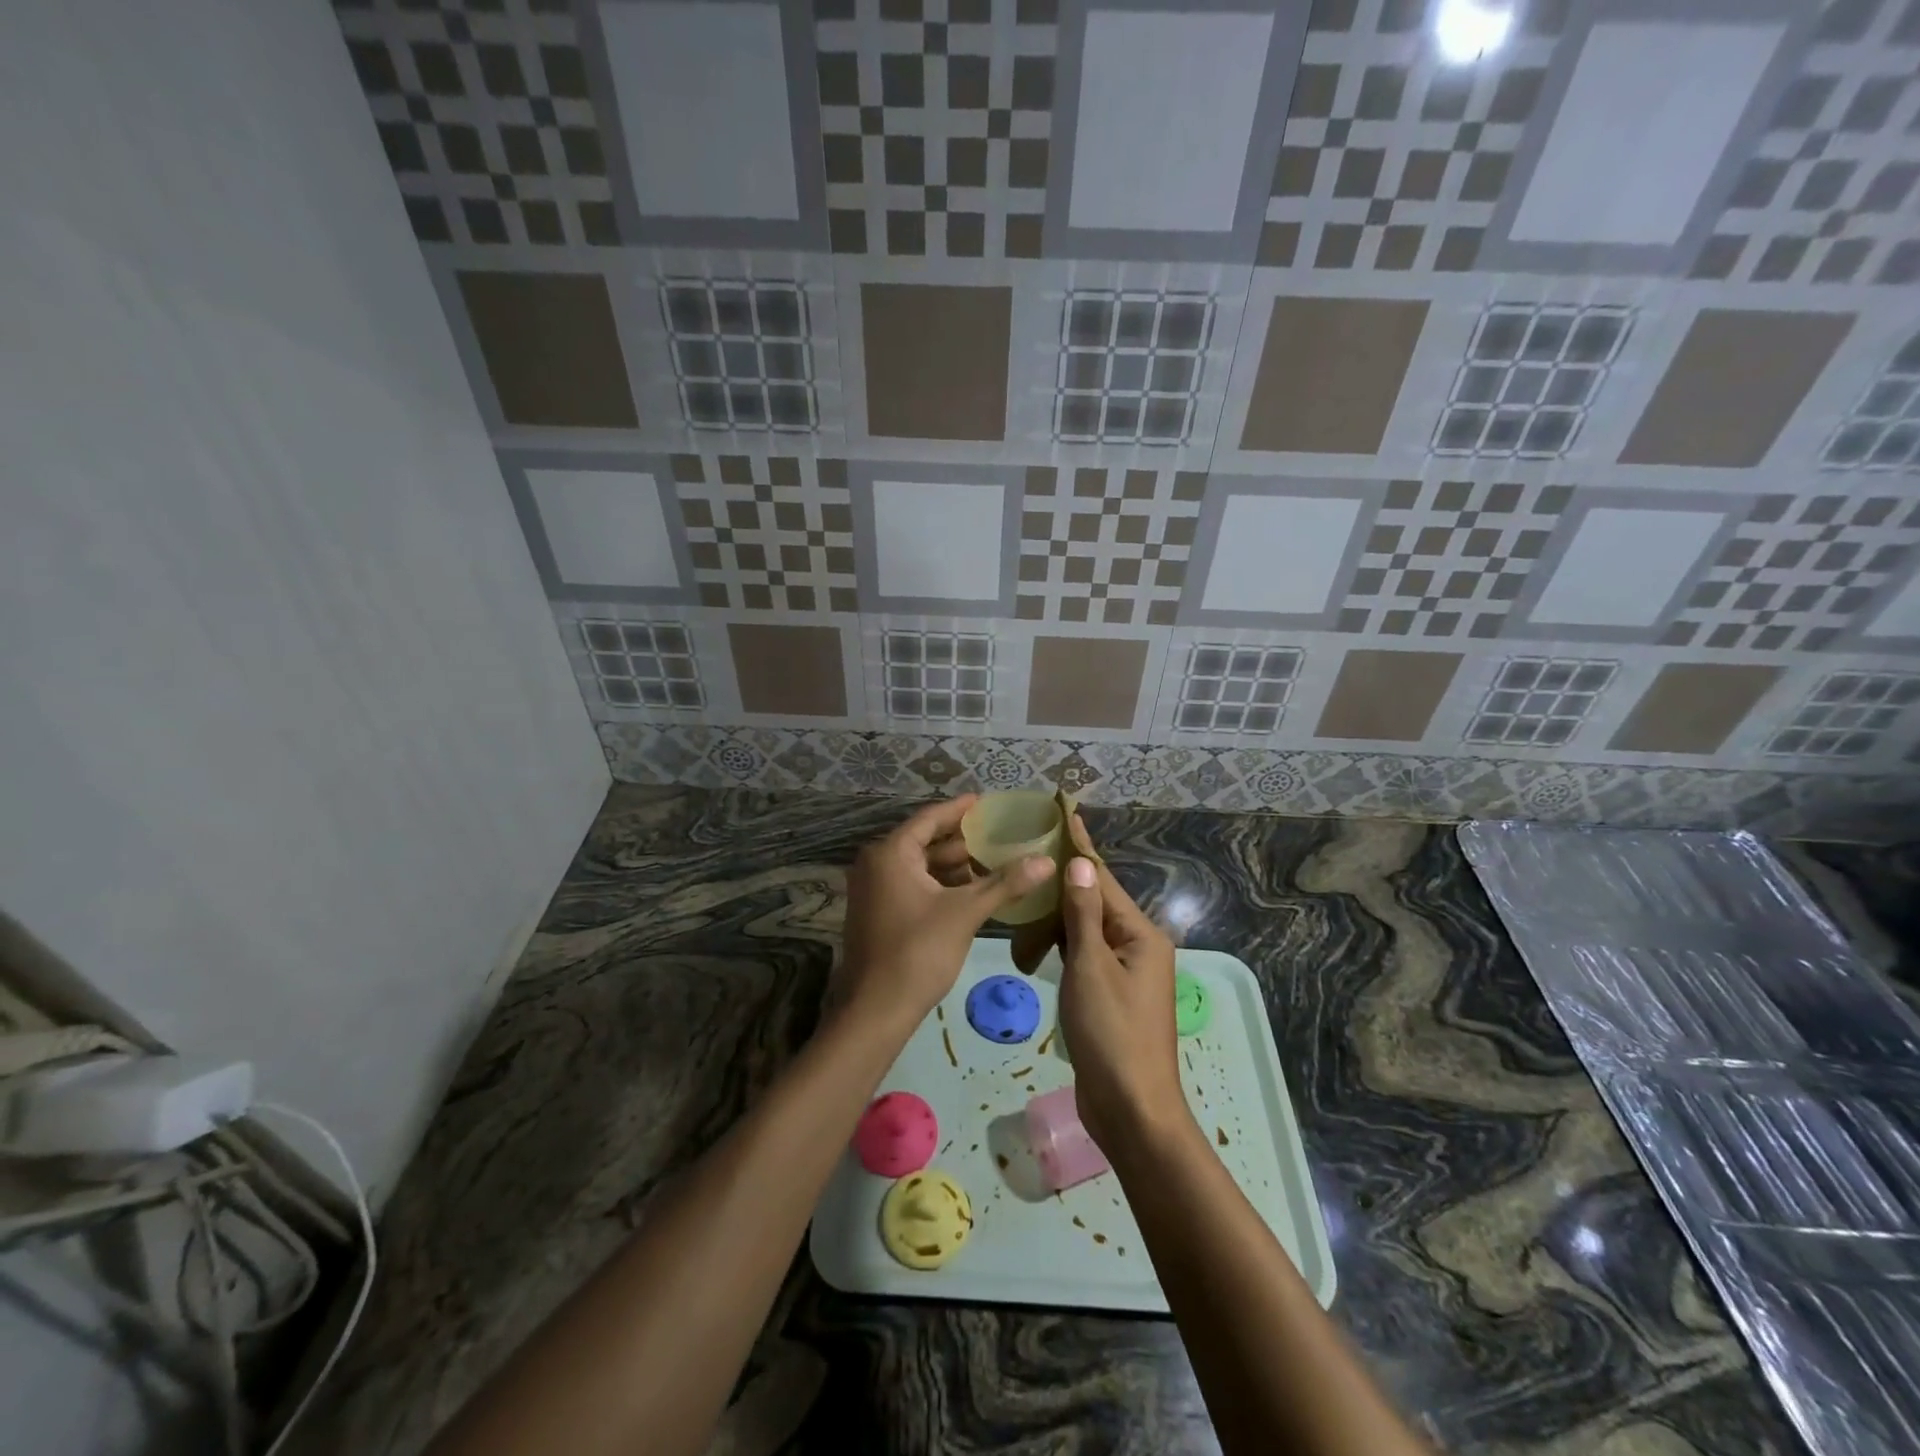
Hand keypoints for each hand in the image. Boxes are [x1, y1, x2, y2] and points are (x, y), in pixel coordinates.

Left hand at [841, 795, 1054, 1031]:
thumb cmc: (918, 952)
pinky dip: (940, 885)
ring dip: (953, 866)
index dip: (960, 809)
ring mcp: (873, 889)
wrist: (876, 1010)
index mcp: (890, 853)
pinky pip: (912, 885)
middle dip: (962, 841)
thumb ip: (1005, 883)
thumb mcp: (965, 913)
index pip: (930, 818)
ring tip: (993, 862)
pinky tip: (971, 892)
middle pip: (925, 841)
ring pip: (919, 866)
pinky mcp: (877, 912)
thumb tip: (1047, 861)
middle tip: (999, 835)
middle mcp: (876, 863)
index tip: (986, 802)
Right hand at [1056, 814, 1187, 1154]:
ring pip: (1088, 930)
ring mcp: (1126, 974)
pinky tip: (1040, 933)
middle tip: (1034, 847)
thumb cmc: (1111, 1034)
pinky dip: (1064, 942)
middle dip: (1067, 877)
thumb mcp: (1091, 968)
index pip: (1102, 879)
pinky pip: (1085, 955)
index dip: (1081, 847)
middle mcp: (1138, 947)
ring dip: (1061, 912)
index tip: (1065, 813)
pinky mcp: (1111, 996)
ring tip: (1031, 883)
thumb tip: (1079, 863)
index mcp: (1140, 935)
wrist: (1132, 1110)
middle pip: (1096, 902)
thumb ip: (1083, 914)